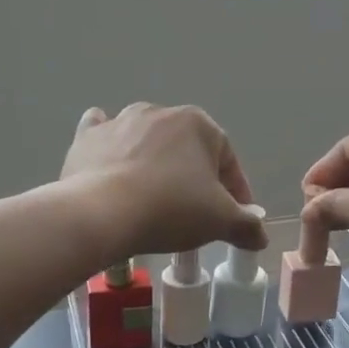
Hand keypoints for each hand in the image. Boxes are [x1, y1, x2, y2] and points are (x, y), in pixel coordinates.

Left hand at [62, 104, 271, 258]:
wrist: (101, 213)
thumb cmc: (170, 209)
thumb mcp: (220, 222)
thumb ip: (246, 225)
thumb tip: (261, 235)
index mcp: (198, 123)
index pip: (227, 159)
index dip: (235, 191)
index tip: (235, 217)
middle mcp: (159, 112)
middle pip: (186, 148)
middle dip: (194, 175)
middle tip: (195, 211)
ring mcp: (120, 121)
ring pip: (146, 139)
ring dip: (154, 160)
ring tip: (154, 195)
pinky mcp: (87, 137)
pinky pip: (103, 134)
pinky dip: (109, 143)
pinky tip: (110, 158)